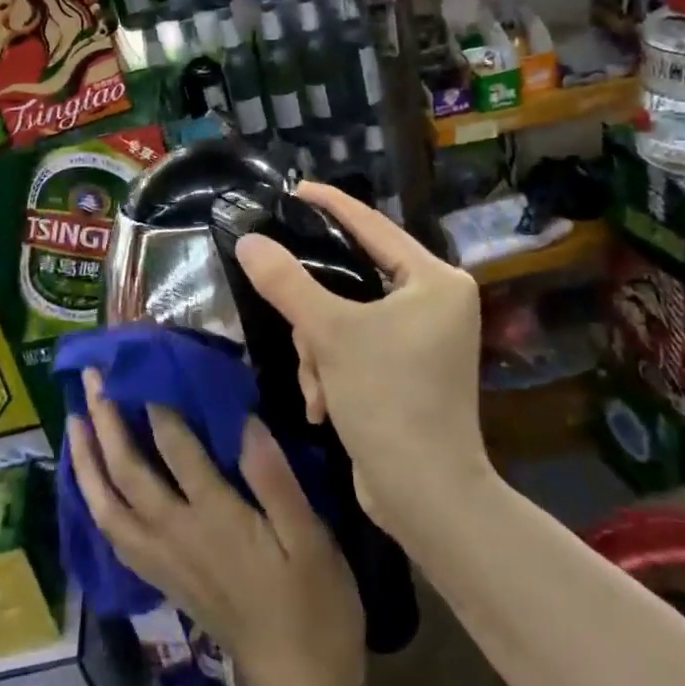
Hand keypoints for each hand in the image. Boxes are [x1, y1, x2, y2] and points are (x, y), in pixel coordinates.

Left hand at [66, 369, 364, 685]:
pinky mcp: (160, 577)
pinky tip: (90, 482)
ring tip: (73, 421)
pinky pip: (112, 533)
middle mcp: (177, 534)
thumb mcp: (311, 538)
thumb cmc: (313, 603)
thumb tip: (243, 421)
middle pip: (127, 471)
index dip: (157, 402)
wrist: (295, 684)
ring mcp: (162, 558)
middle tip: (93, 378)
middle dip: (106, 421)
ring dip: (87, 460)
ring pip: (107, 504)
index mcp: (216, 517)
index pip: (176, 448)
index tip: (144, 362)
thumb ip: (275, 479)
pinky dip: (93, 500)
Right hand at [233, 181, 488, 537]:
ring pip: (345, 318)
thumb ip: (287, 282)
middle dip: (316, 314)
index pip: (374, 225)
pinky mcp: (404, 371)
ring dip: (319, 351)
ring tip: (317, 387)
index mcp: (435, 280)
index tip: (294, 188)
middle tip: (296, 326)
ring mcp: (421, 340)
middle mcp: (434, 303)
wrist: (425, 497)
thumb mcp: (331, 333)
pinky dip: (331, 371)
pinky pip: (353, 348)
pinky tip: (324, 405)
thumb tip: (249, 241)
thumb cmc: (389, 400)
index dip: (331, 205)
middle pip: (353, 279)